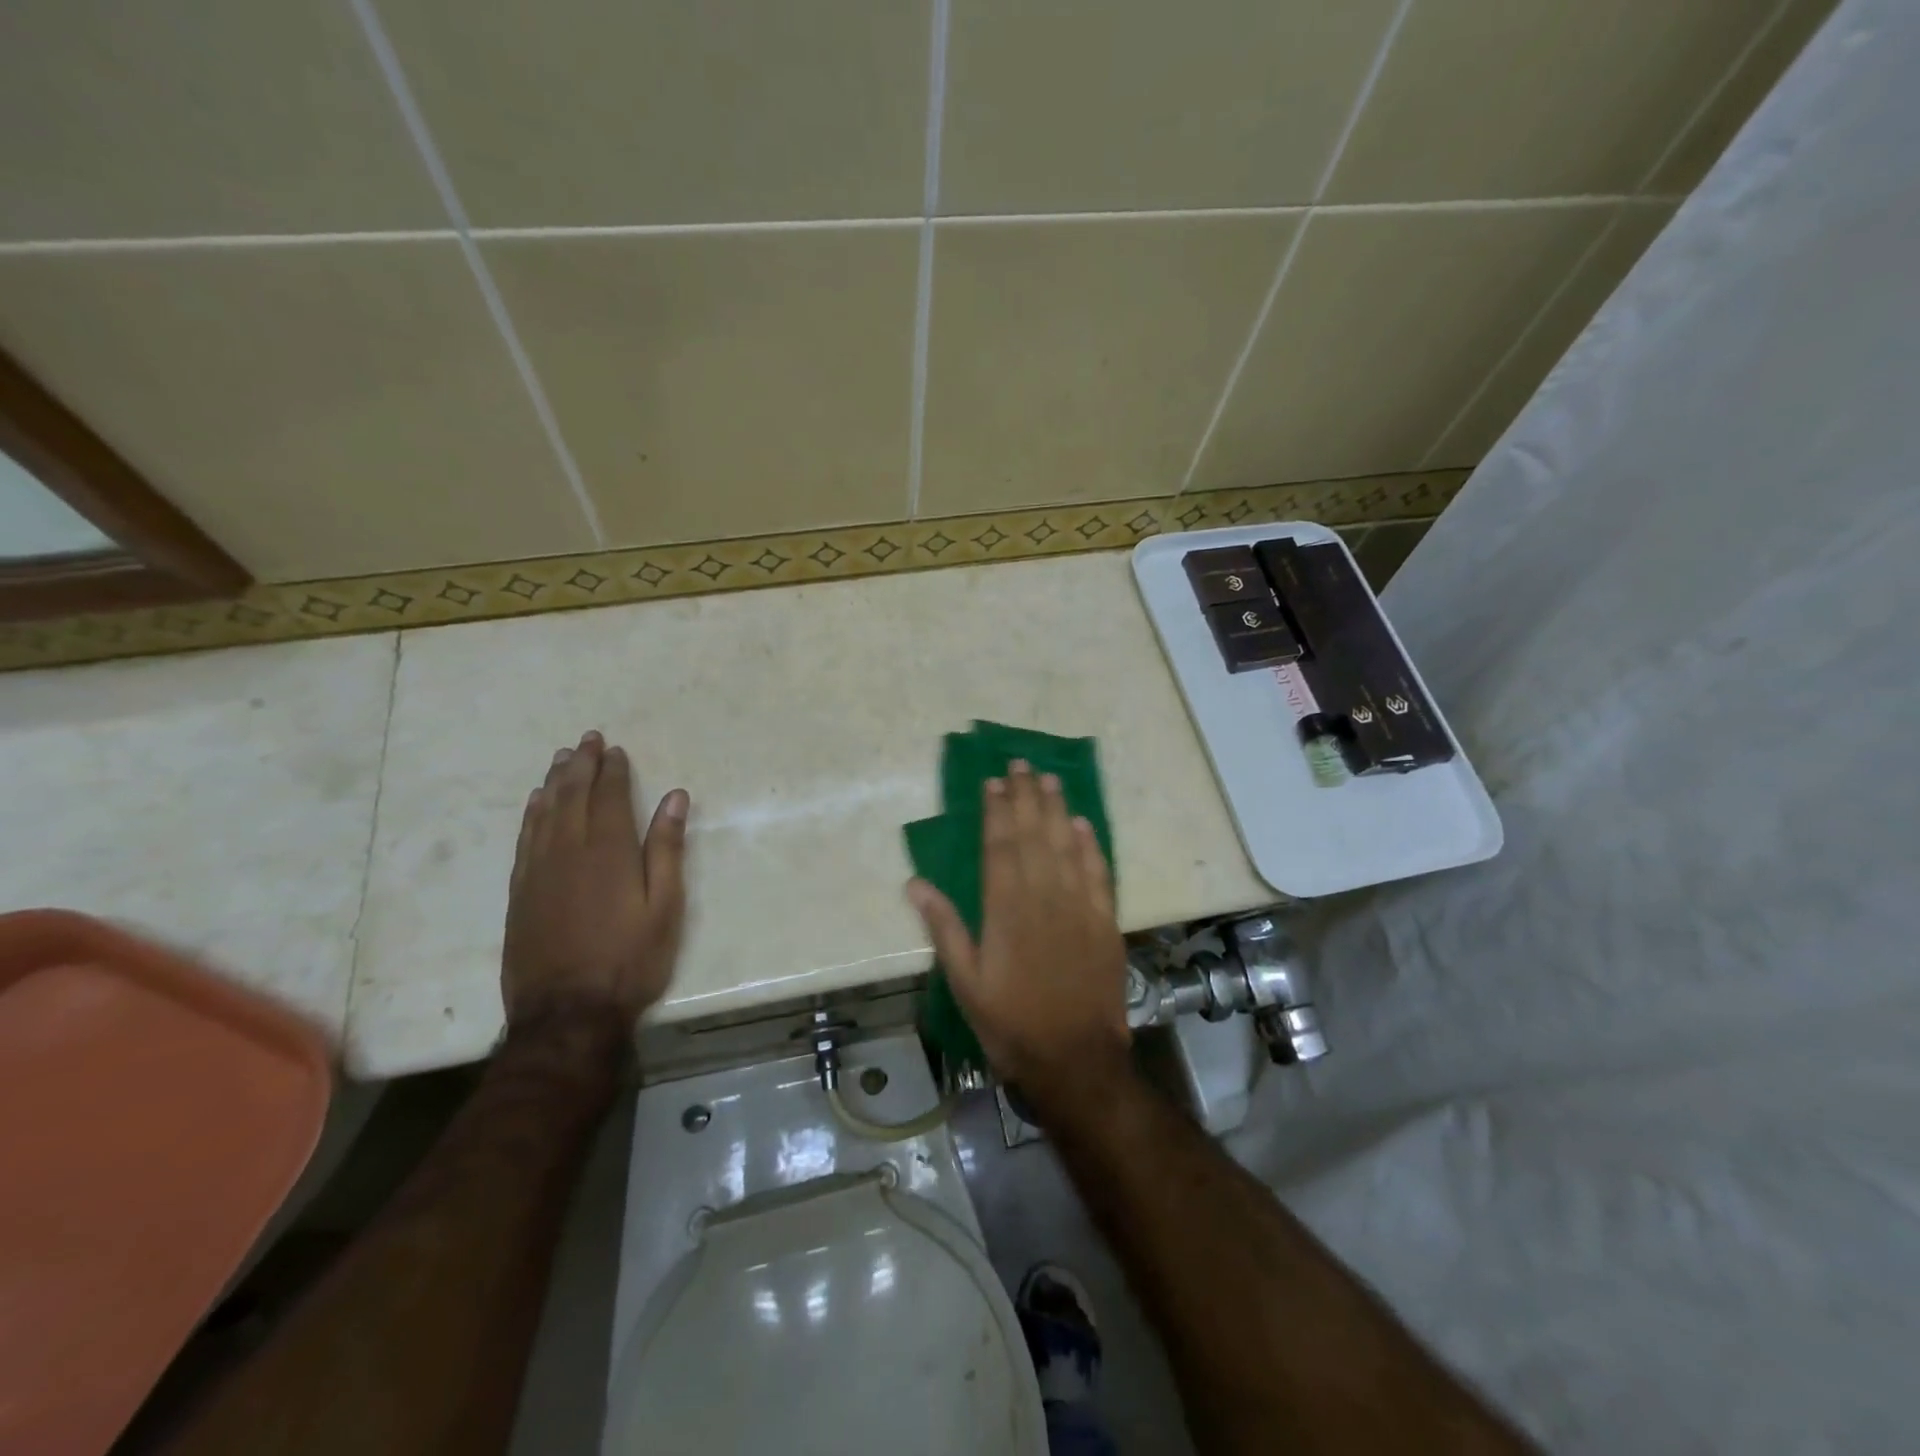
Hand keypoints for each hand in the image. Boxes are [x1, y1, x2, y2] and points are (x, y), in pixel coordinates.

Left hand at [502, 730, 688, 1030]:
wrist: (567, 1012)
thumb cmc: (630, 959)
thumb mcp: (665, 906)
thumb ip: (668, 849)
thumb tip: (675, 798)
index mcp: (609, 851)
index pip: (610, 797)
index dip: (613, 771)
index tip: (615, 749)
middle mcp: (569, 850)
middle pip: (573, 796)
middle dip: (581, 765)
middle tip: (588, 740)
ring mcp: (538, 871)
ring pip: (545, 813)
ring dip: (554, 782)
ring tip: (562, 759)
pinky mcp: (520, 892)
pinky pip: (524, 839)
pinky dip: (531, 814)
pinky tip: (535, 803)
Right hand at [907, 760, 1130, 1096]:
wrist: (1075, 1060)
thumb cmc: (1011, 1023)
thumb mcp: (966, 982)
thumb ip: (944, 928)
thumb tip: (914, 882)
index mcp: (1006, 909)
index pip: (1000, 846)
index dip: (996, 810)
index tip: (993, 780)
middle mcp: (1044, 897)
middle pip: (1034, 835)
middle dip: (1027, 796)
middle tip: (1022, 763)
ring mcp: (1079, 907)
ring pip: (1068, 845)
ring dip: (1058, 810)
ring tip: (1050, 779)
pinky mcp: (1105, 922)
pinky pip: (1099, 873)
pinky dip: (1091, 846)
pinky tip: (1083, 825)